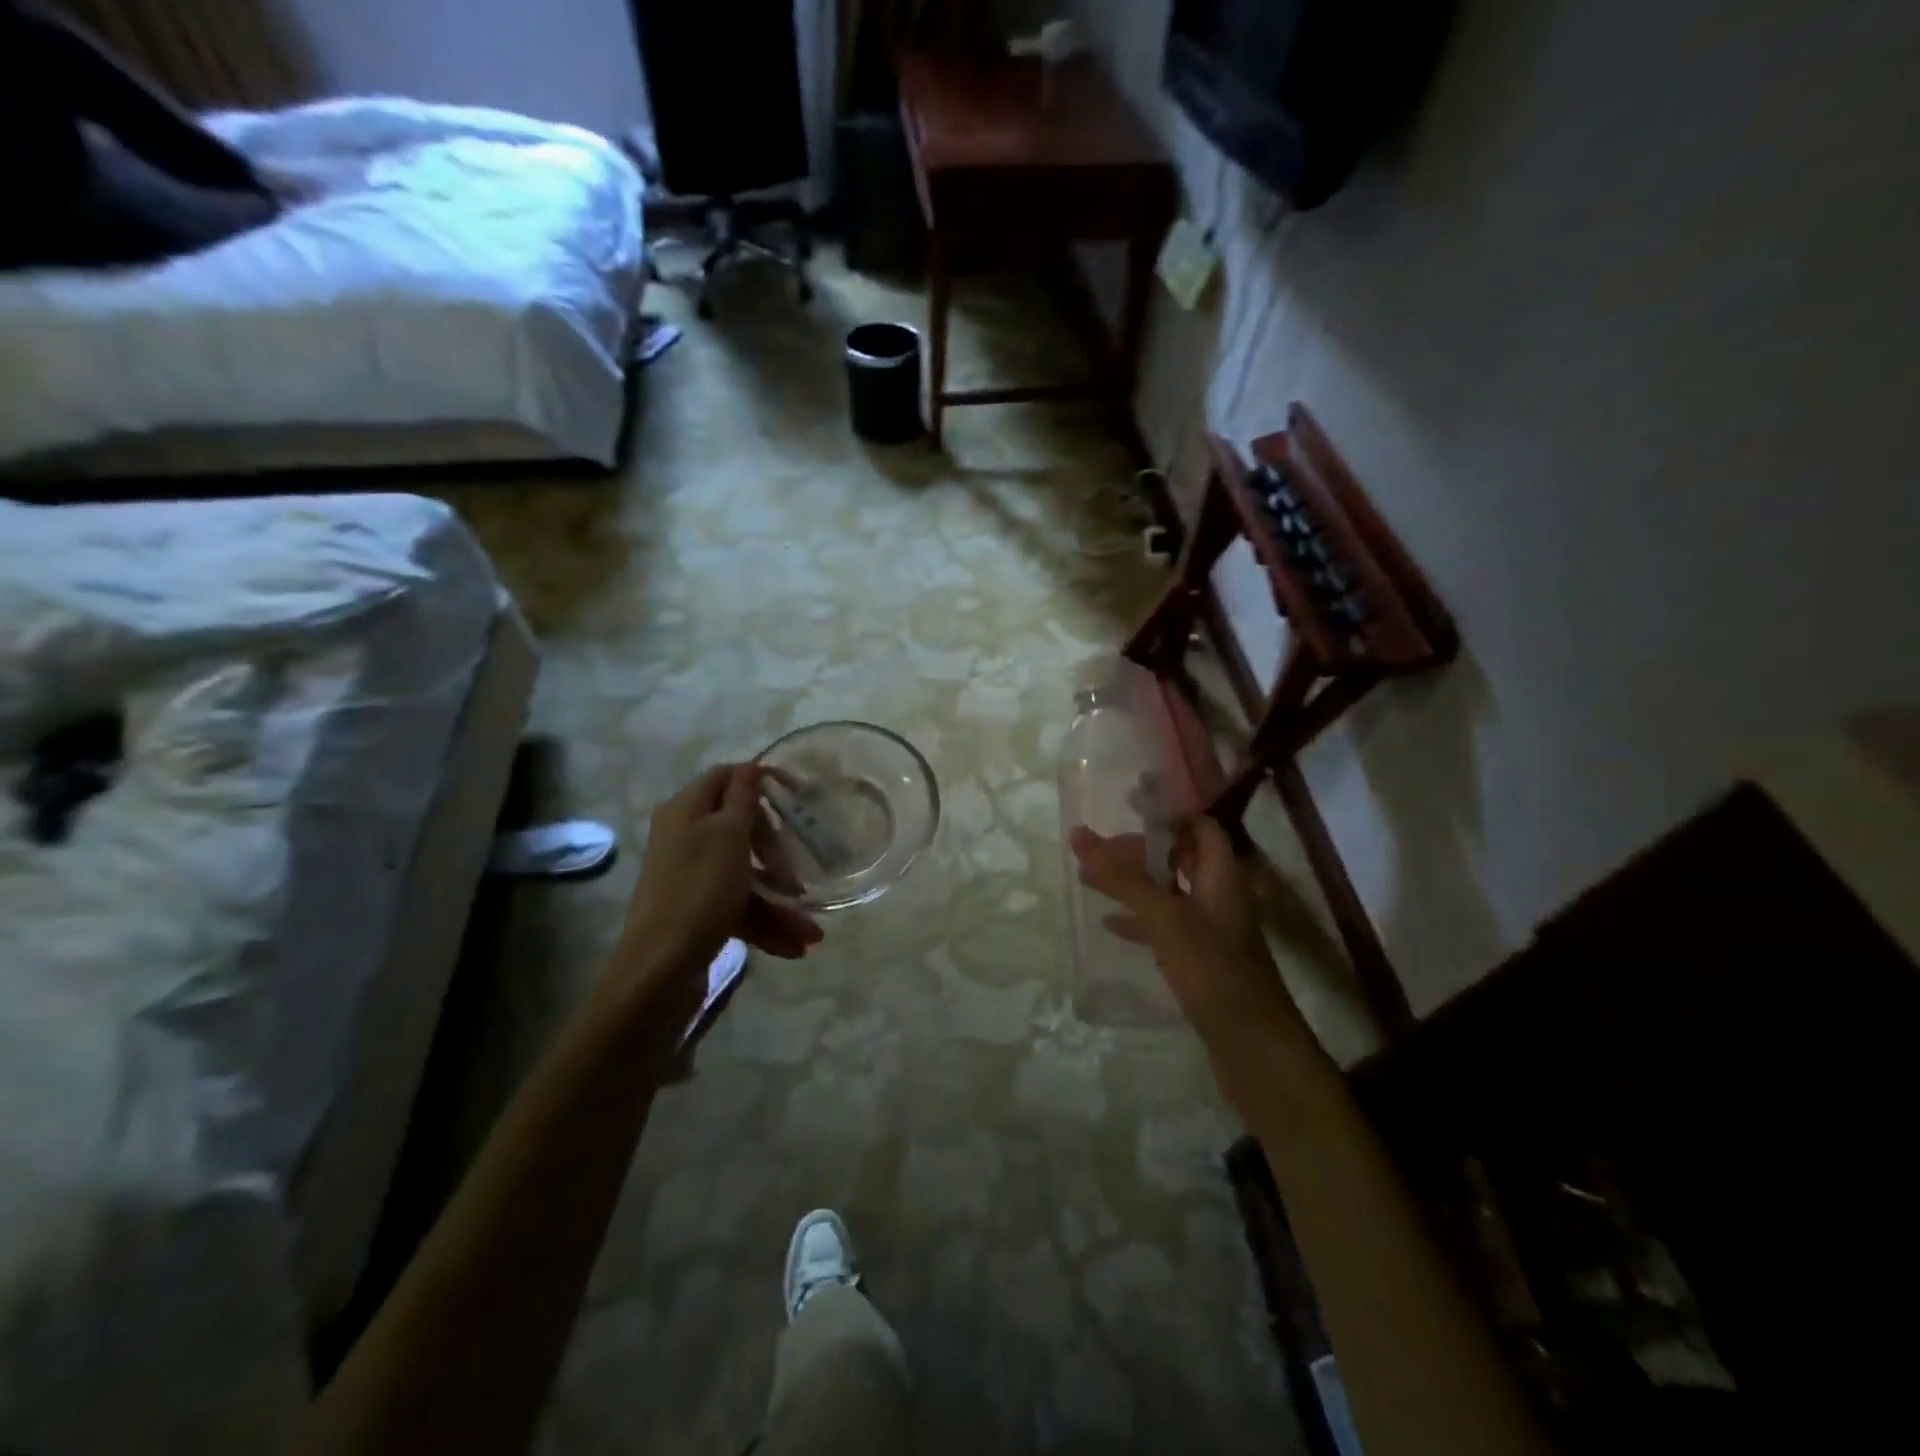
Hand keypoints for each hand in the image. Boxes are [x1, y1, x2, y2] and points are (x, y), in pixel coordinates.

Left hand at [615, 764, 822, 1010]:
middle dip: (775, 854)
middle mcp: (685, 838)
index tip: (799, 796)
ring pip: (744, 876)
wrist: (659, 970)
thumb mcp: (728, 836)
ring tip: (812, 932)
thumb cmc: (699, 891)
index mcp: (686, 811)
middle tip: (797, 874)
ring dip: (779, 900)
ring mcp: (691, 877)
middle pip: (741, 829)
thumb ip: (742, 799)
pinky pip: (738, 907)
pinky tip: (794, 947)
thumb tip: (751, 766)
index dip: (761, 781)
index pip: (726, 777)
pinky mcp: (697, 912)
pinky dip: (765, 923)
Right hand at [1070, 816, 1300, 1049]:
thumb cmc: (1214, 972)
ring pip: (1168, 893)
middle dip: (1140, 851)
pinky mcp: (1199, 960)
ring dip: (1134, 884)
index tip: (1126, 810)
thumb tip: (1079, 835)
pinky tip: (1110, 925)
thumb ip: (1123, 879)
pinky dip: (1139, 920)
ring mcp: (1210, 931)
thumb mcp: (1166, 919)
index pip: (1200, 827)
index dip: (1168, 815)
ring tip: (1090, 880)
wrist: (1253, 1048)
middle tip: (1098, 851)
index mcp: (1221, 877)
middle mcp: (1218, 897)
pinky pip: (1165, 928)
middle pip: (1180, 858)